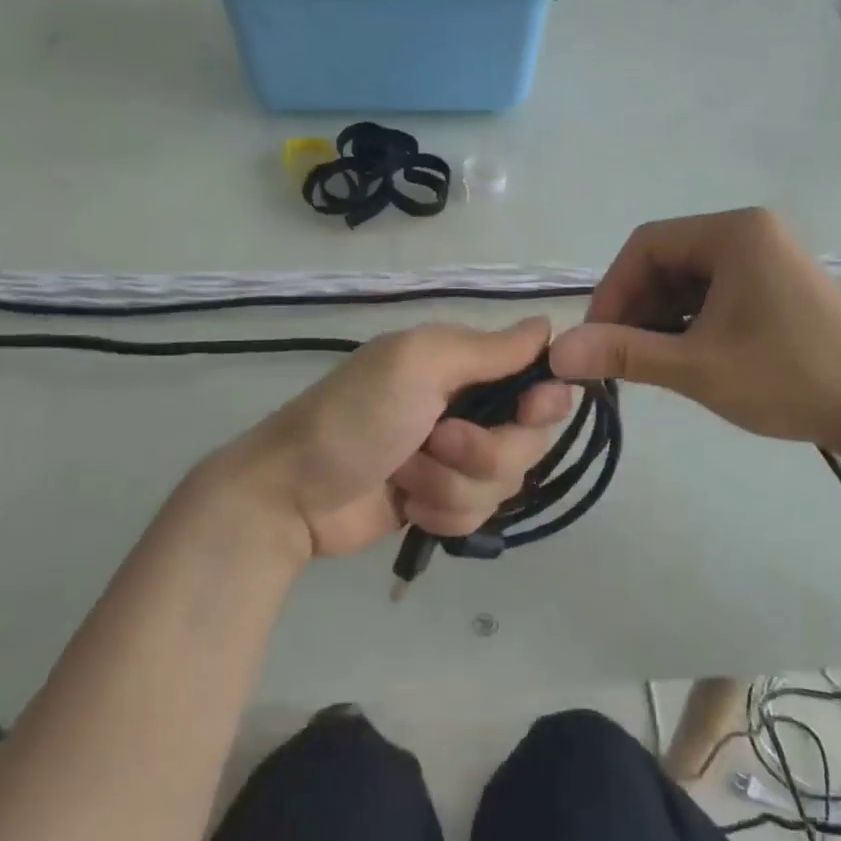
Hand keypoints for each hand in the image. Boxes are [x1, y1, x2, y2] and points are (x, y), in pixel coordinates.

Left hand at [206, 318, 573, 558]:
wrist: (291, 494)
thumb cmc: (355, 417)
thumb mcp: (419, 365)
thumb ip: (488, 349)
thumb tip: (549, 324)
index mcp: (463, 364)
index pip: (538, 379)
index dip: (543, 401)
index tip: (527, 413)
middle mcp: (466, 407)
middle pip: (528, 440)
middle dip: (484, 453)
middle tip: (436, 443)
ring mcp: (454, 459)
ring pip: (503, 483)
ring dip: (452, 486)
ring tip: (405, 476)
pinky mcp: (440, 501)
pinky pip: (478, 516)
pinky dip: (442, 513)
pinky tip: (407, 506)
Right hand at [549, 208, 840, 454]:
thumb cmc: (789, 379)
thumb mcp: (696, 367)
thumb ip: (623, 354)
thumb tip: (556, 353)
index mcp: (733, 232)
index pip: (646, 245)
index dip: (611, 290)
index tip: (595, 339)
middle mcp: (750, 233)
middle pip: (666, 262)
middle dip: (635, 309)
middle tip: (617, 358)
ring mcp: (767, 259)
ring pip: (687, 281)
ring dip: (659, 319)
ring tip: (647, 365)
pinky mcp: (776, 287)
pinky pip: (714, 295)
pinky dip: (688, 323)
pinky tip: (682, 358)